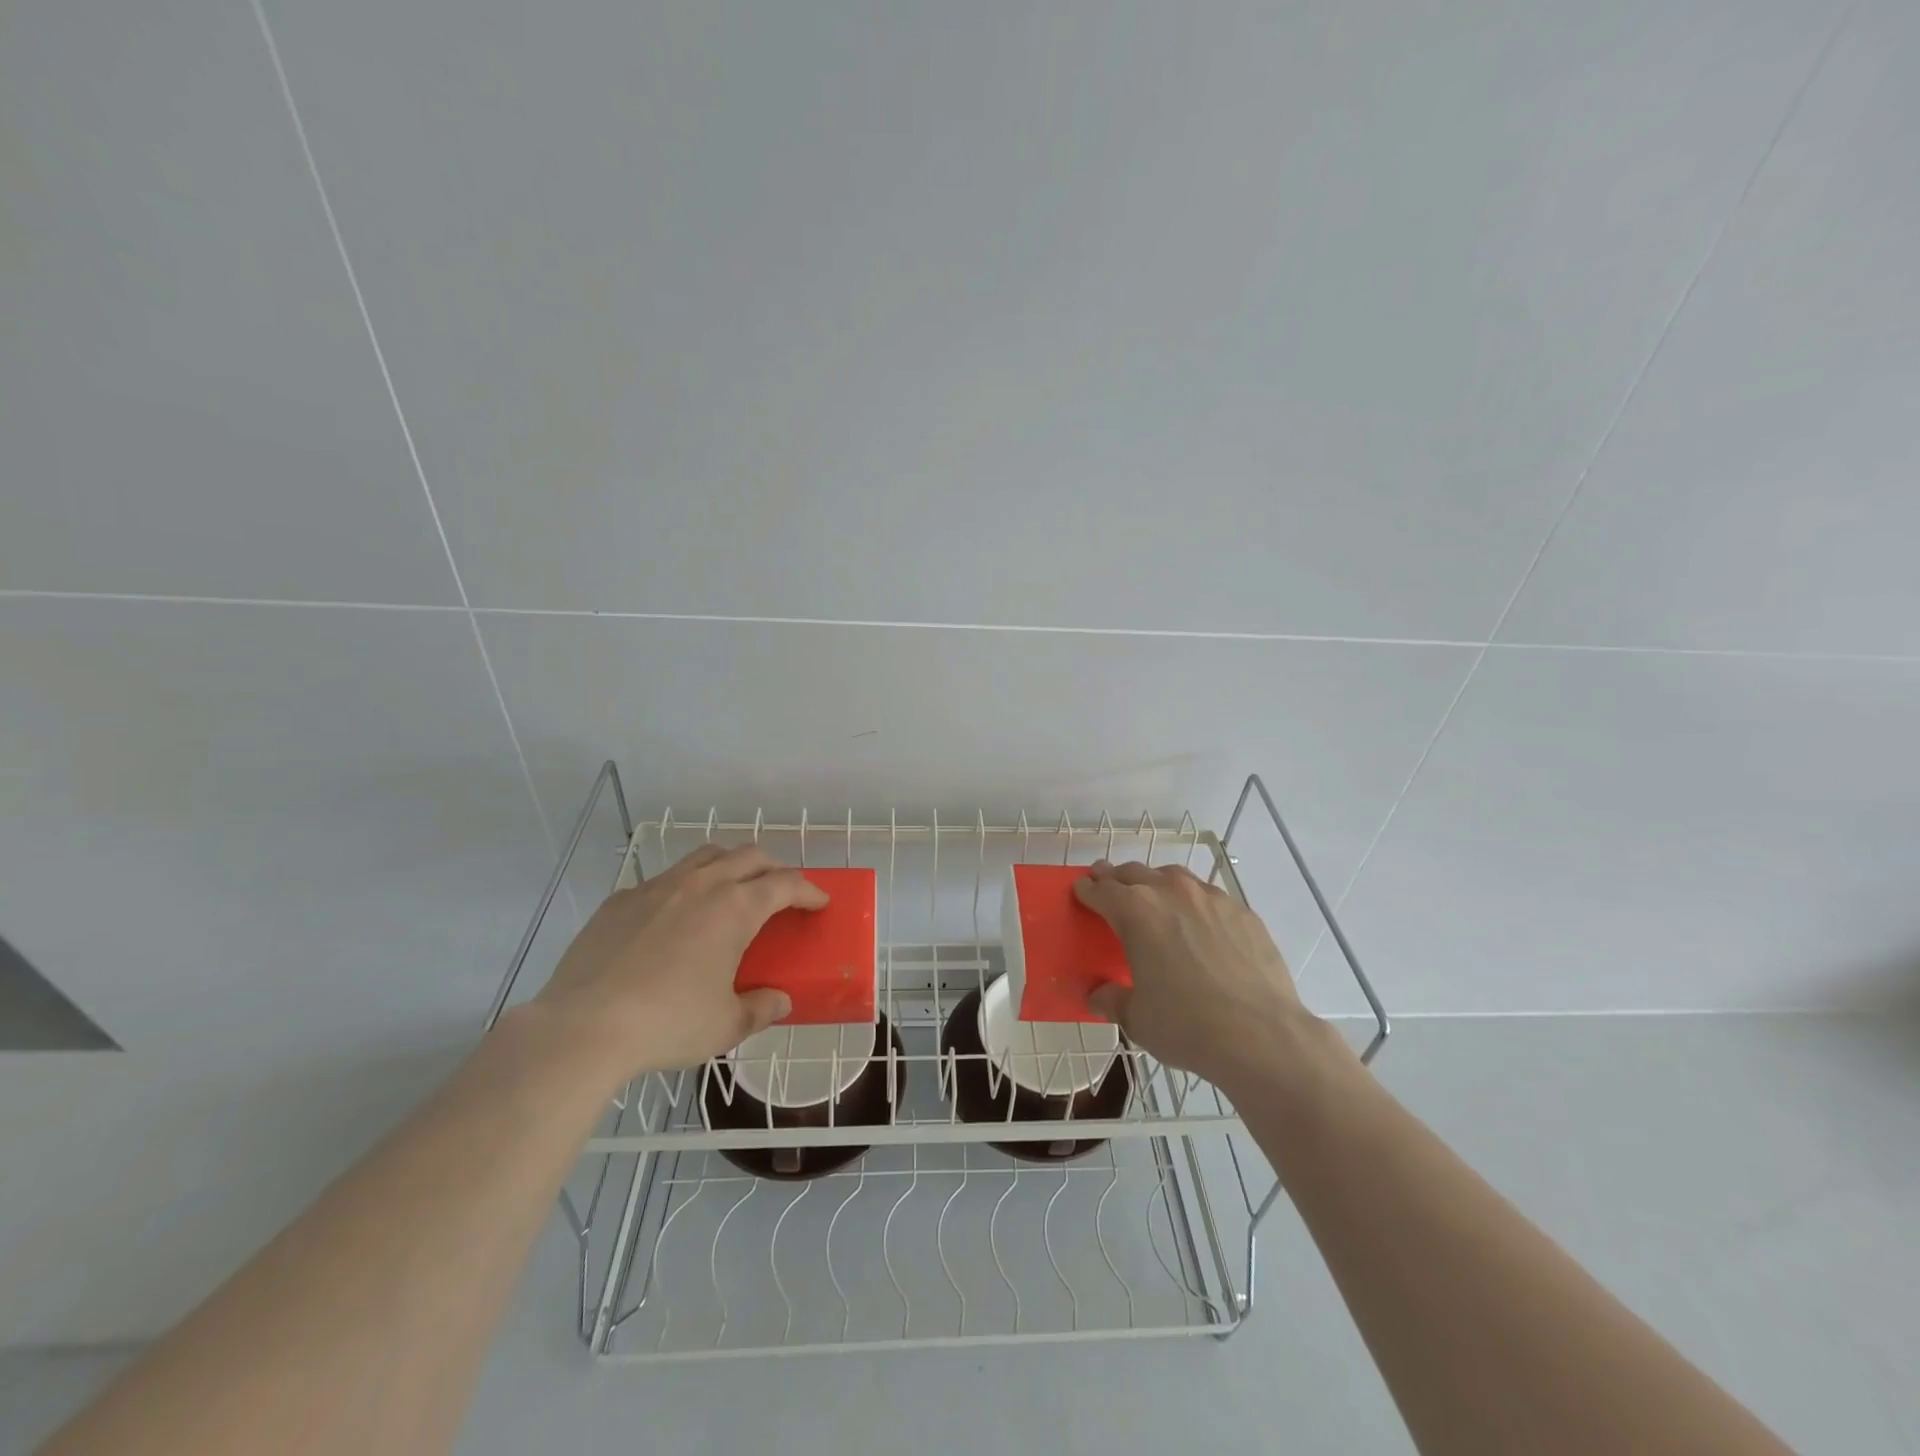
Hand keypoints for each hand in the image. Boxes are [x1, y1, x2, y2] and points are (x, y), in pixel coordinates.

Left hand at [533, 845, 827, 1083]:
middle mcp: (701, 885)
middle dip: (774, 868)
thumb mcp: (726, 1025)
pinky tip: (675, 918)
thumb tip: (779, 1001)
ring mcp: (658, 887)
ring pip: (706, 856)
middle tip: (781, 891)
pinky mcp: (621, 900)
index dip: (809, 891)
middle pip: (749, 856)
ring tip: (733, 890)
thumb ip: (761, 1008)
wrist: (583, 1027)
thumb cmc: (668, 1023)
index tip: (819, 902)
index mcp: (735, 908)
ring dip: (730, 865)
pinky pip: (664, 880)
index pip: (785, 884)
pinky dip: (684, 887)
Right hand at [1074, 859, 1321, 1093]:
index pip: (1101, 890)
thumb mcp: (1137, 1018)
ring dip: (1157, 883)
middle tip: (1110, 887)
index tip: (1082, 890)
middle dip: (1117, 878)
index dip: (1087, 890)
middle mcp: (1170, 892)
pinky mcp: (1243, 912)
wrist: (1261, 1035)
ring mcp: (1211, 898)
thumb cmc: (1186, 1025)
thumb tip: (1099, 995)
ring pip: (1174, 877)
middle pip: (1134, 873)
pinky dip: (1196, 903)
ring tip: (1156, 900)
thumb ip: (1112, 999)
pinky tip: (1202, 926)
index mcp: (1135, 912)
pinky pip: (1210, 897)